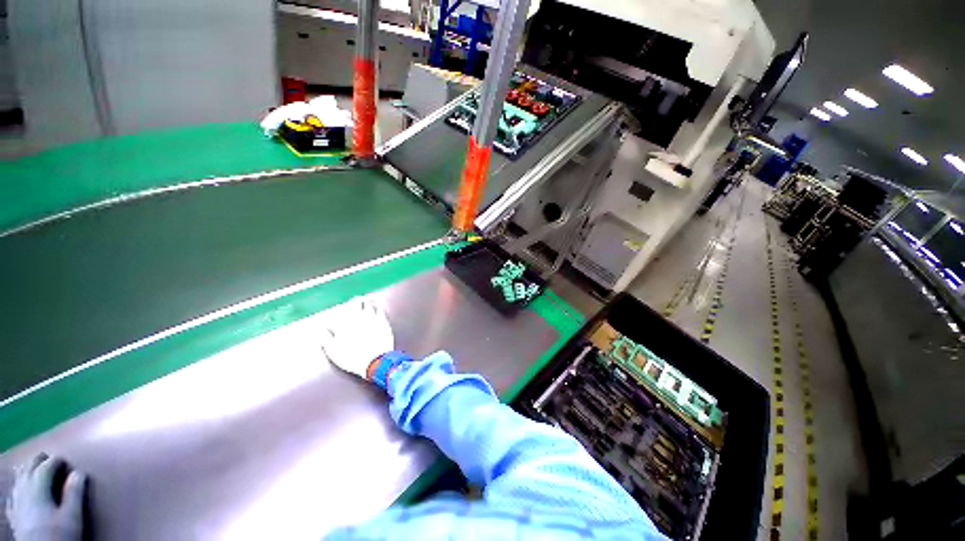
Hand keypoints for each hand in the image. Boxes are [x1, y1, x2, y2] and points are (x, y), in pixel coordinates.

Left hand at [6, 454, 85, 540]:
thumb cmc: (59, 535)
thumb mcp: (71, 516)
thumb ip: (74, 493)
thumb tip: (79, 473)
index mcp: (37, 488)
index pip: (46, 467)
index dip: (56, 461)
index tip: (66, 460)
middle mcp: (23, 490)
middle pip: (28, 469)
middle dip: (38, 462)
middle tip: (50, 458)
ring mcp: (16, 503)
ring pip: (18, 479)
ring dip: (27, 470)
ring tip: (35, 468)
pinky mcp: (14, 513)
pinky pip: (13, 494)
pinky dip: (18, 486)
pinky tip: (20, 490)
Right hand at [320, 297, 394, 378]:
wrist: (375, 362)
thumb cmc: (353, 358)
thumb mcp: (333, 351)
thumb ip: (325, 338)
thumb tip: (319, 330)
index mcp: (346, 324)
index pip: (345, 310)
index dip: (346, 306)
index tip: (346, 303)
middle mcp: (360, 318)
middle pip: (359, 305)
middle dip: (358, 301)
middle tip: (357, 299)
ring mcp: (374, 320)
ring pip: (371, 306)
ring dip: (368, 302)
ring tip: (368, 299)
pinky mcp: (384, 323)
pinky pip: (381, 312)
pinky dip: (379, 308)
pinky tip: (379, 307)